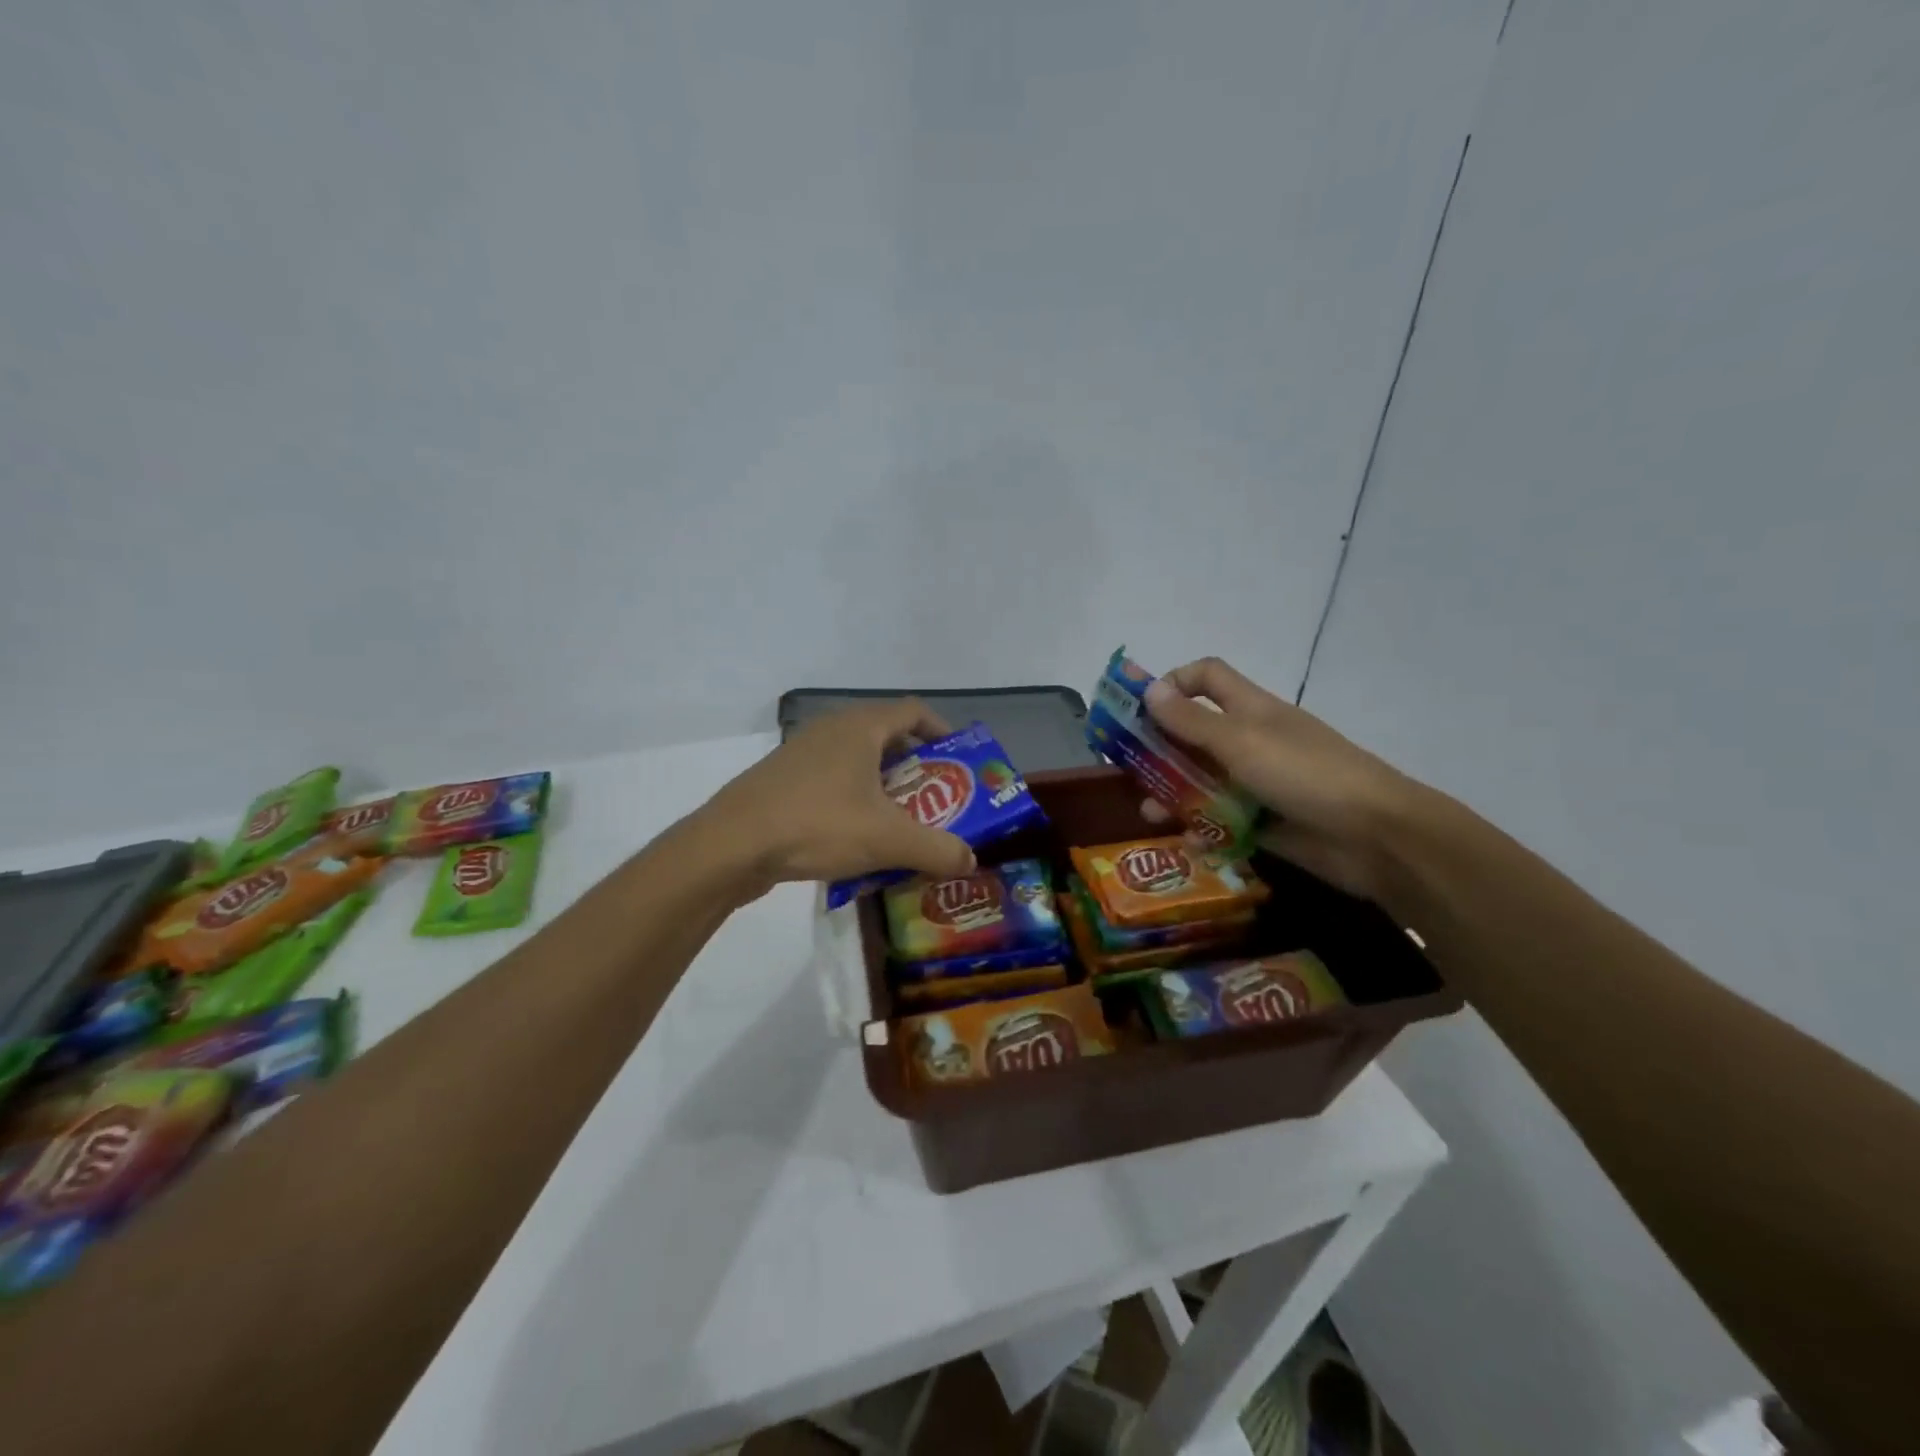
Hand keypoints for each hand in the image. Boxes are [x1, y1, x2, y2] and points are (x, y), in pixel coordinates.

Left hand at [698, 700, 976, 891]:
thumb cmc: (818, 825)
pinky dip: (855, 802)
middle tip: (938, 802)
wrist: (732, 845)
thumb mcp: (888, 839)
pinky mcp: (783, 781)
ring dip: (885, 790)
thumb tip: (970, 860)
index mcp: (861, 727)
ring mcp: (802, 754)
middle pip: (888, 738)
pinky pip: (833, 783)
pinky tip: (857, 840)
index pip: (914, 712)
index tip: (960, 764)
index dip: (942, 733)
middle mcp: (832, 730)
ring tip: (902, 825)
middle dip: (917, 771)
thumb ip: (937, 849)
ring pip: (858, 764)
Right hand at [1141, 657, 1418, 900]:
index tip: (1139, 709)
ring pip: (1203, 782)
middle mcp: (1250, 741)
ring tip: (1151, 815)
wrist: (1375, 837)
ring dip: (1173, 795)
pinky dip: (1202, 831)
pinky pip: (1221, 822)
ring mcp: (1258, 783)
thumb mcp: (1241, 742)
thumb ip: (1192, 721)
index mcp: (1250, 709)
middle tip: (1127, 769)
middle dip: (1159, 749)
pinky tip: (1189, 843)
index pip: (1206, 678)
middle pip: (1194, 734)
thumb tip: (1149, 689)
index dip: (1173, 683)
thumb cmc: (1305, 774)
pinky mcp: (1263, 822)